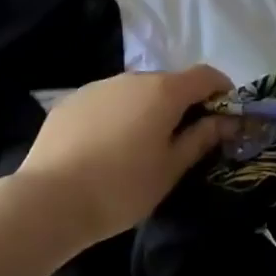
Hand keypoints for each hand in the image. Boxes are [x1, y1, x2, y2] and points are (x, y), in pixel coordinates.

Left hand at [13, 66, 234, 245]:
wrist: (48, 200)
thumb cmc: (121, 187)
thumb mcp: (170, 169)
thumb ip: (201, 138)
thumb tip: (227, 121)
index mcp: (163, 91)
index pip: (206, 75)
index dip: (222, 91)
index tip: (226, 116)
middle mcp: (133, 78)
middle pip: (170, 83)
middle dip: (184, 104)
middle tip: (185, 140)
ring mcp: (99, 86)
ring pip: (136, 92)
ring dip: (148, 110)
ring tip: (141, 148)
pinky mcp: (72, 100)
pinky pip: (108, 101)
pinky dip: (118, 116)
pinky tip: (106, 149)